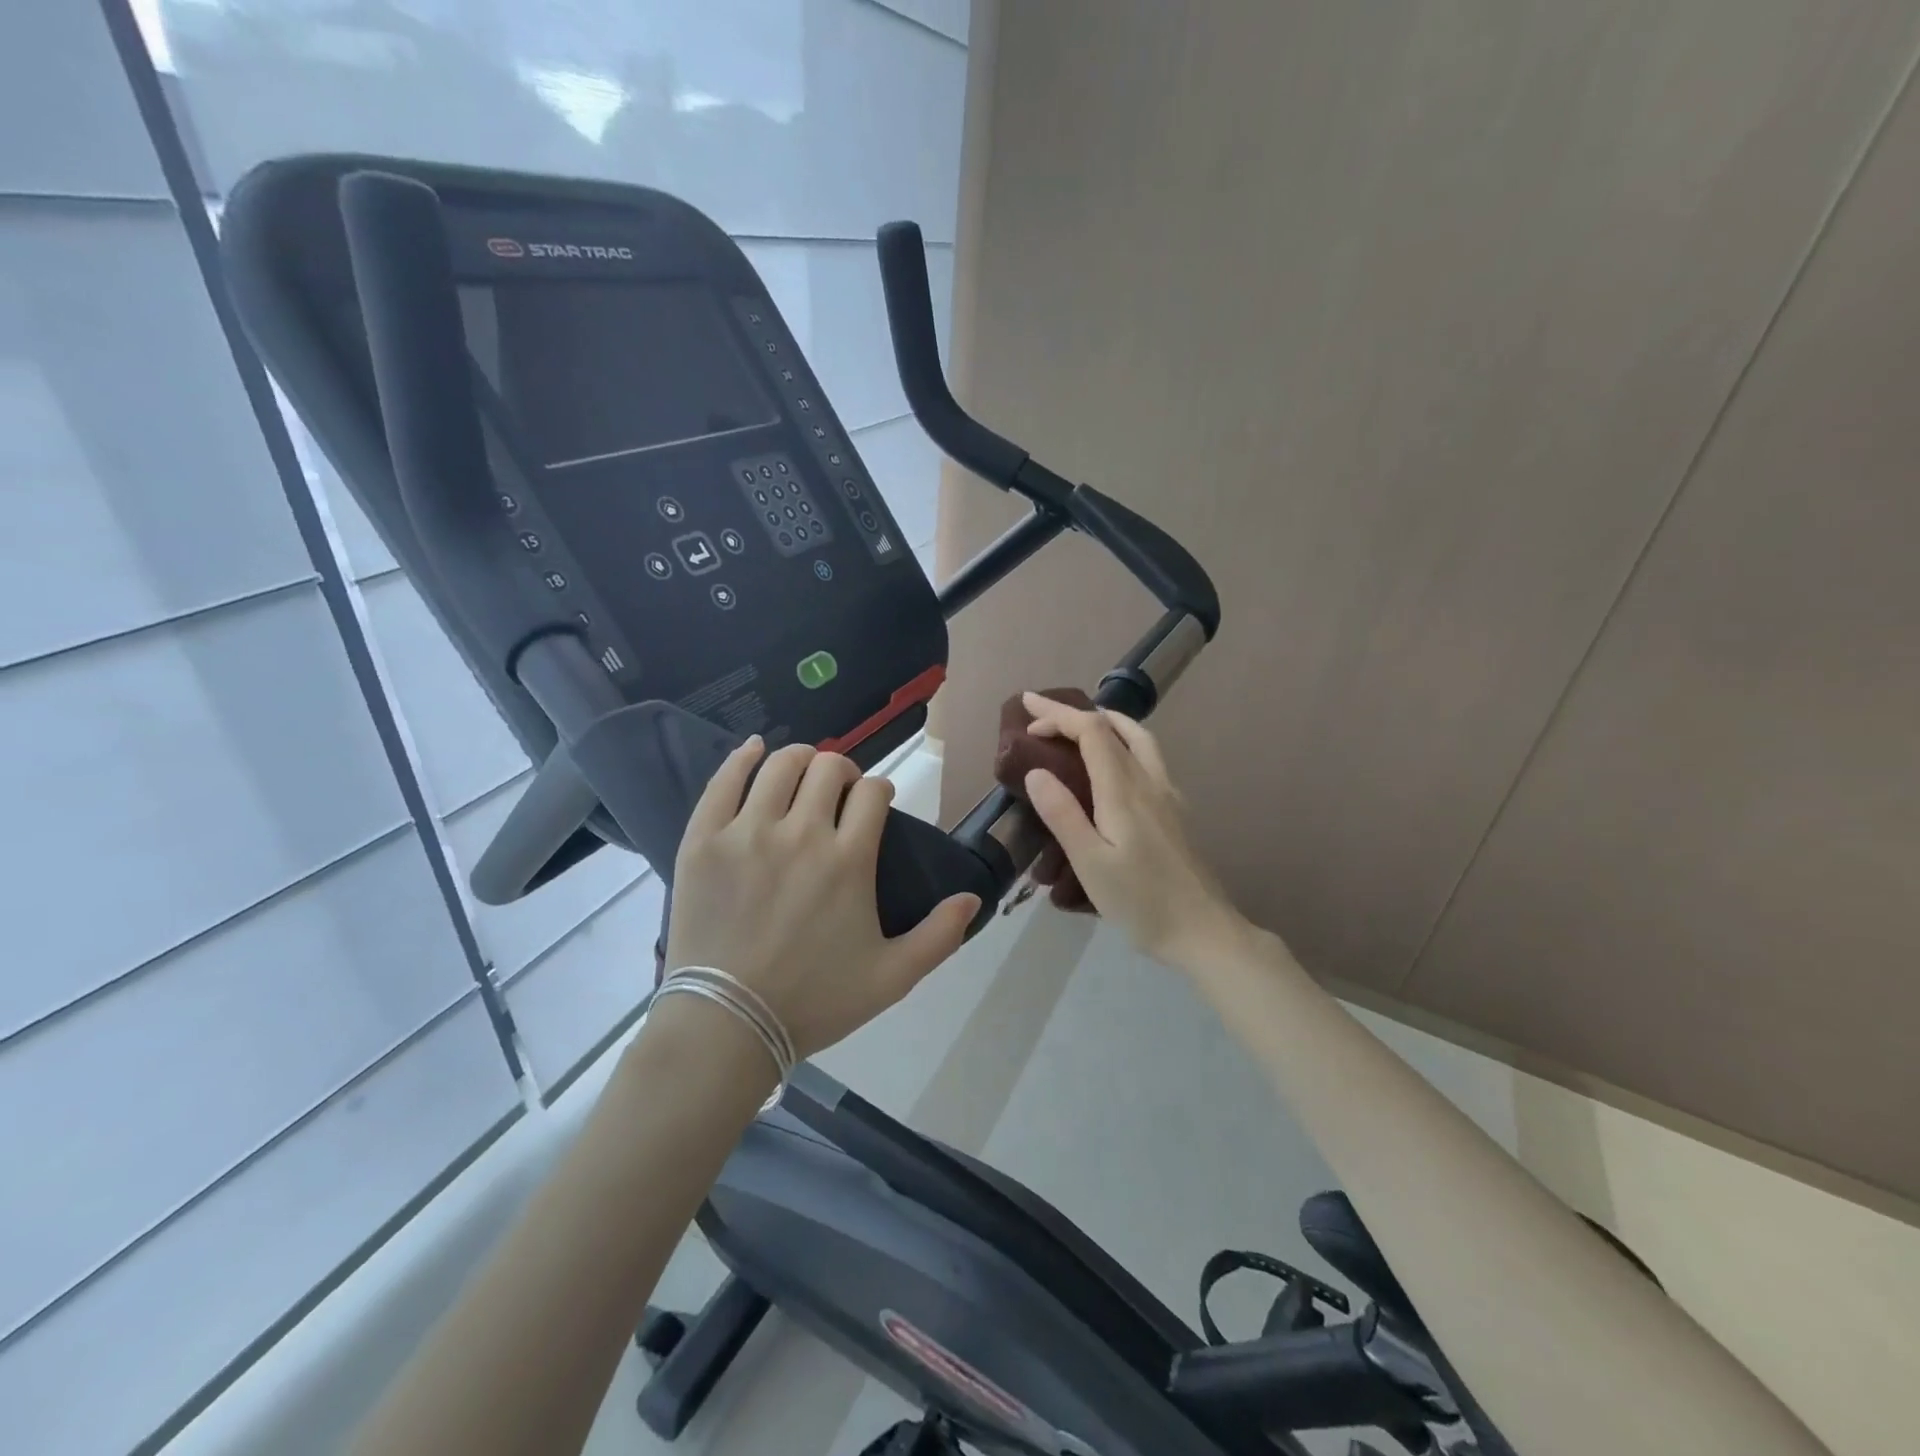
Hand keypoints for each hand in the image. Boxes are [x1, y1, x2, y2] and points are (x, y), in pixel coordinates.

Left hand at [664, 738, 979, 1059]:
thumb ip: (939, 936)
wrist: (728, 1025)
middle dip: (842, 771)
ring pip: (781, 765)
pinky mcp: (704, 839)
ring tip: (800, 775)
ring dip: (800, 761)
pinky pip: (724, 780)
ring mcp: (748, 832)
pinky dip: (742, 758)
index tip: (874, 805)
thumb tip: (973, 897)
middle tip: (837, 793)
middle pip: (829, 767)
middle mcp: (802, 832)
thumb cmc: (814, 1002)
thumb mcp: (892, 978)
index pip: (873, 792)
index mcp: (849, 859)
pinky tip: (753, 750)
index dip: (879, 791)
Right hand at [1019, 693, 1247, 966]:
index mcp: (1124, 790)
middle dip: (1075, 713)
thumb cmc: (1141, 902)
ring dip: (1106, 722)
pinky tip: (1113, 766)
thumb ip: (1063, 815)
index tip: (1027, 712)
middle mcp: (1149, 781)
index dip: (1058, 715)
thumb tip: (1036, 771)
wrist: (1204, 932)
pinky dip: (1123, 741)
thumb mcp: (1091, 864)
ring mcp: (1168, 794)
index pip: (1091, 731)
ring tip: (1078, 726)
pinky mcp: (1176, 810)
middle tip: (1042, 714)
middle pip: (1114, 727)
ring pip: (1139, 738)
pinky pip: (1148, 757)